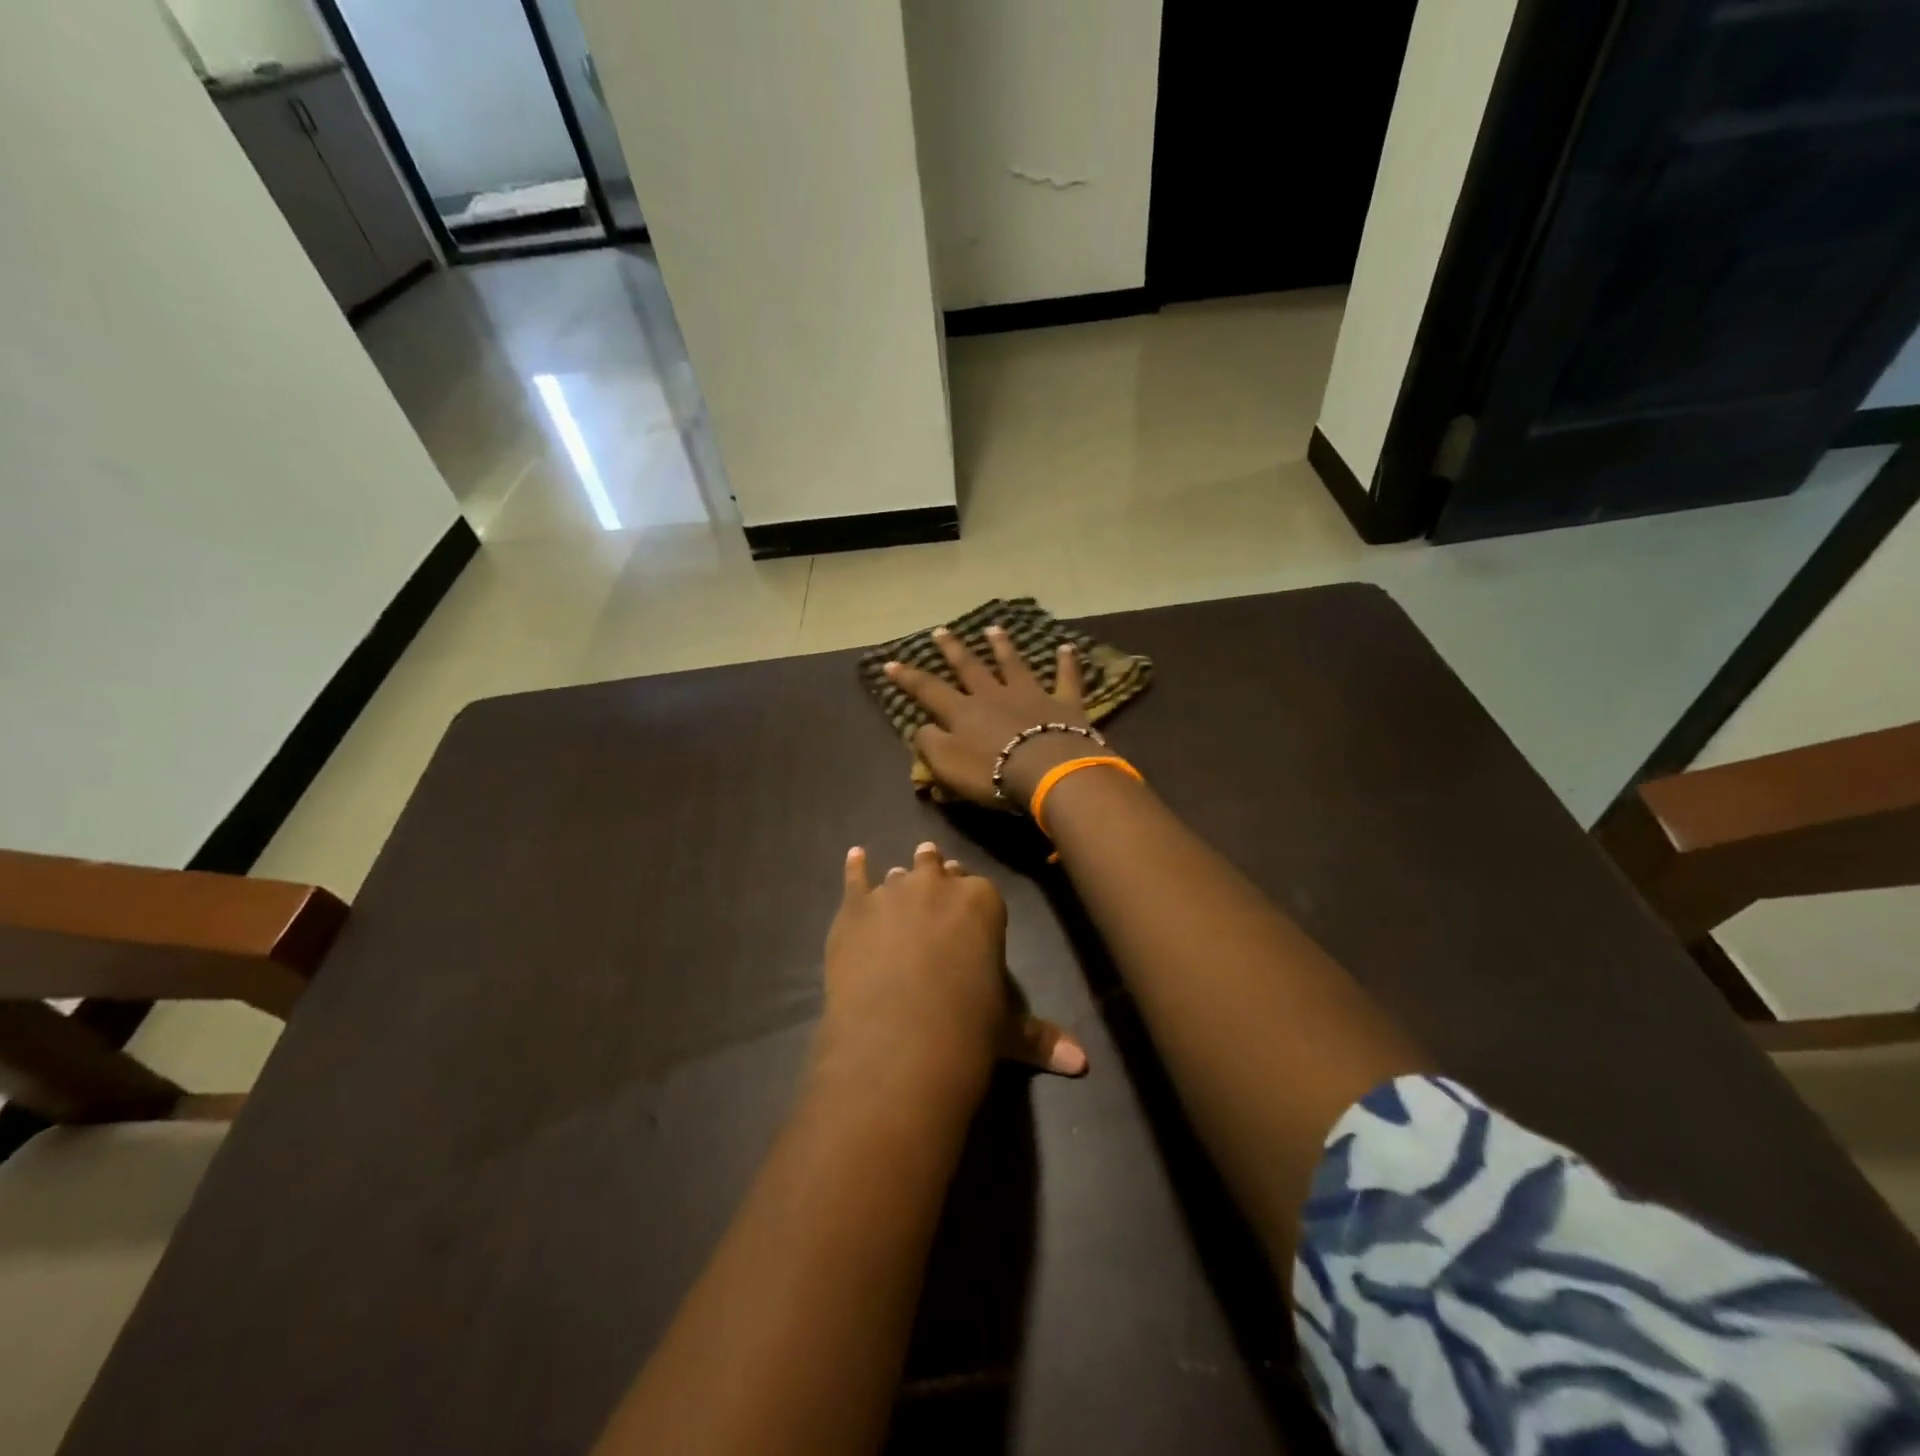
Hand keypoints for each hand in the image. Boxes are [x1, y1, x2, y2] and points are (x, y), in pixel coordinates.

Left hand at [818, 842, 1086, 1105]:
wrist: (900, 1041)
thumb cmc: (966, 1029)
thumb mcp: (1008, 1030)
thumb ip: (1041, 1036)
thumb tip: (1082, 1063)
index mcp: (983, 902)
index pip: (980, 890)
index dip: (972, 900)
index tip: (967, 907)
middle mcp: (937, 886)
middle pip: (938, 870)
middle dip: (938, 877)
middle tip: (935, 885)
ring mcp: (892, 893)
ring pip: (898, 876)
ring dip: (900, 880)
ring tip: (896, 880)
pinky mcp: (854, 909)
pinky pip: (854, 878)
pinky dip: (855, 867)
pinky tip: (855, 856)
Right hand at [884, 625, 1095, 807]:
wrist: (1048, 770)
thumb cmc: (993, 772)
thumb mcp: (947, 766)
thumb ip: (930, 745)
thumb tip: (921, 729)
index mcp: (963, 712)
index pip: (928, 690)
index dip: (908, 678)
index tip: (890, 663)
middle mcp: (994, 695)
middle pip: (970, 667)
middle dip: (953, 649)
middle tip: (941, 630)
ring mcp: (1030, 695)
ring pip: (1013, 664)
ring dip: (1002, 646)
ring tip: (993, 629)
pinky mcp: (1063, 704)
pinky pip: (1066, 678)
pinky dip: (1068, 663)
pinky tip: (1068, 647)